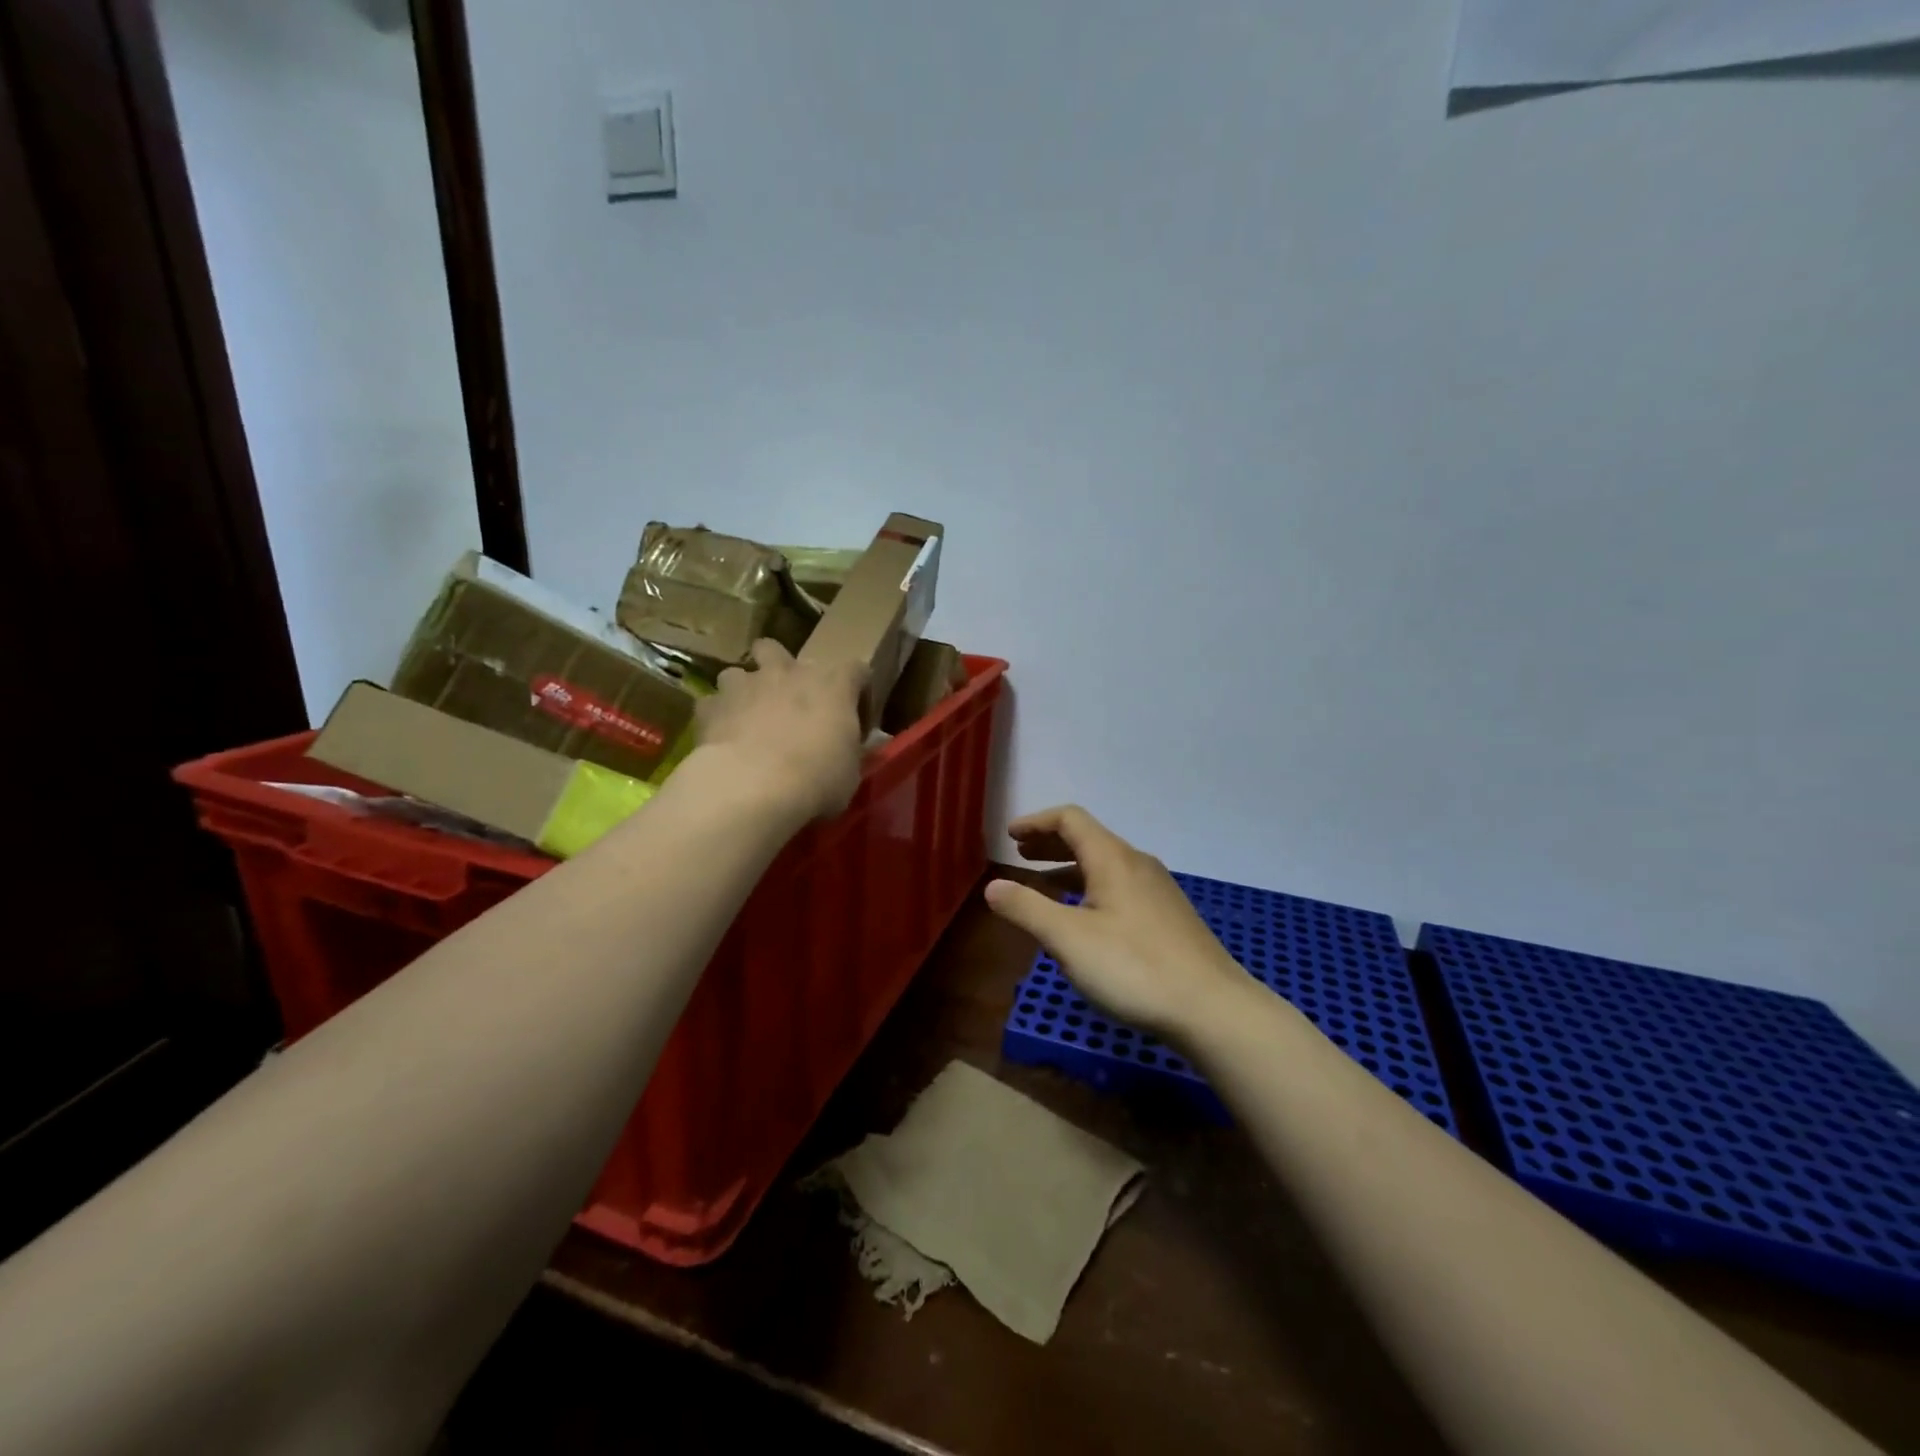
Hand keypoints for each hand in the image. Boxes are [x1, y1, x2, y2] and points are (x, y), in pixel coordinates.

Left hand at [694, 640, 866, 821]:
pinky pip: (712, 705)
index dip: (857, 694)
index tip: (855, 722)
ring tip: (747, 719)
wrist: (754, 786)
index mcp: (833, 685)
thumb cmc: (817, 778)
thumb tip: (842, 751)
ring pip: (738, 673)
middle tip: (787, 702)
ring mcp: (745, 685)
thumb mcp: (849, 771)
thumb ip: (846, 751)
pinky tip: (722, 740)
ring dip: (743, 692)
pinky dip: (717, 719)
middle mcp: (788, 673)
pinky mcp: (711, 706)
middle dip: (780, 670)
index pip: (856, 671)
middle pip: (779, 650)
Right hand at [983, 806, 1249, 1038]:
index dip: (1036, 822)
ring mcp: (1158, 891)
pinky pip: (1119, 887)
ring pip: (1105, 865)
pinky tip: (1084, 920)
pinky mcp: (1168, 917)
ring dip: (1069, 868)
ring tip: (1043, 886)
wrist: (1213, 1008)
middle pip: (1088, 839)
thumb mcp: (1068, 939)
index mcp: (1112, 858)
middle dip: (1050, 844)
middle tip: (1020, 855)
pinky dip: (1090, 888)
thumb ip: (1027, 909)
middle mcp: (1137, 864)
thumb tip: (992, 886)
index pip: (1070, 819)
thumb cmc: (1134, 967)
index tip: (1010, 836)